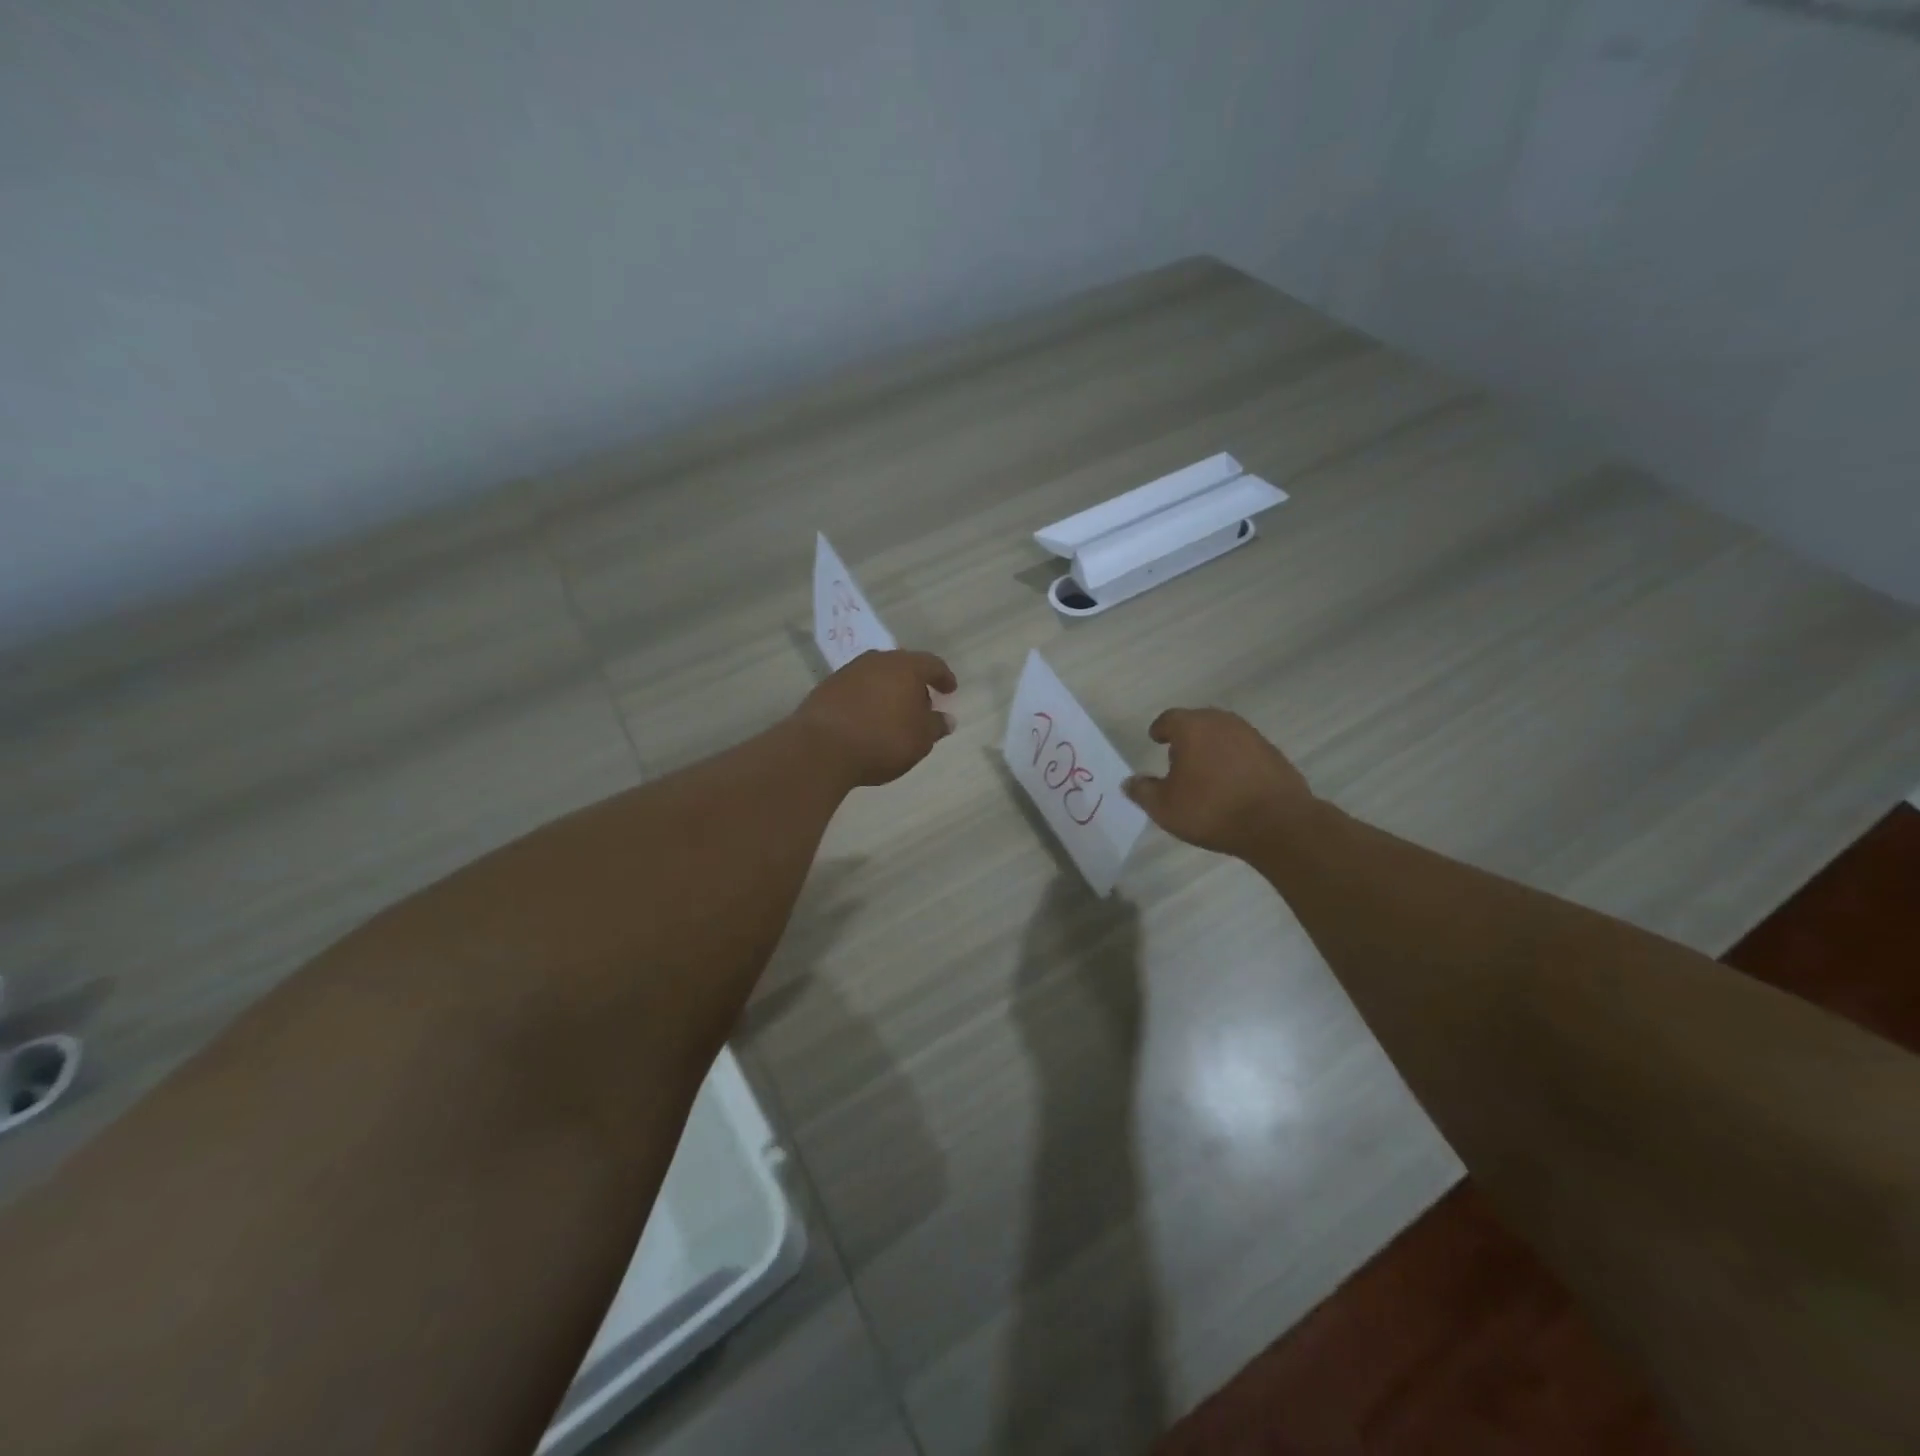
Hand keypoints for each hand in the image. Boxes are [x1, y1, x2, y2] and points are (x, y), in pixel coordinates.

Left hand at [793, 650, 957, 787]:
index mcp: (906, 667)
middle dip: (914, 683)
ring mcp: (849, 672)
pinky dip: (867, 699)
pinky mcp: (827, 687)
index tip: (950, 690)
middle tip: (922, 704)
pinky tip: (867, 718)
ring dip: (889, 690)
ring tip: (894, 713)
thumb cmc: (883, 740)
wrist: (822, 747)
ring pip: (877, 675)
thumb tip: (948, 719)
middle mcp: (878, 661)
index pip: (932, 664)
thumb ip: (936, 726)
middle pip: (903, 666)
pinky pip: (856, 688)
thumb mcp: (920, 739)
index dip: (943, 677)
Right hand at [1124, 707, 1315, 858]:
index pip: (1169, 719)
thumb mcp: (1164, 807)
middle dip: (1186, 737)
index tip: (1156, 740)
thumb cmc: (1211, 810)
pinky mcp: (1273, 753)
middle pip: (1197, 722)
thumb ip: (1142, 791)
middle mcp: (1222, 723)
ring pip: (1223, 735)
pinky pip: (1244, 751)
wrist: (1277, 823)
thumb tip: (1129, 782)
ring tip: (1205, 772)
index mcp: (1192, 727)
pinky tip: (1231, 783)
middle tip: (1178, 758)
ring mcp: (1251, 736)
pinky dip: (1234, 761)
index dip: (1160, 730)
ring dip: (1212, 748)